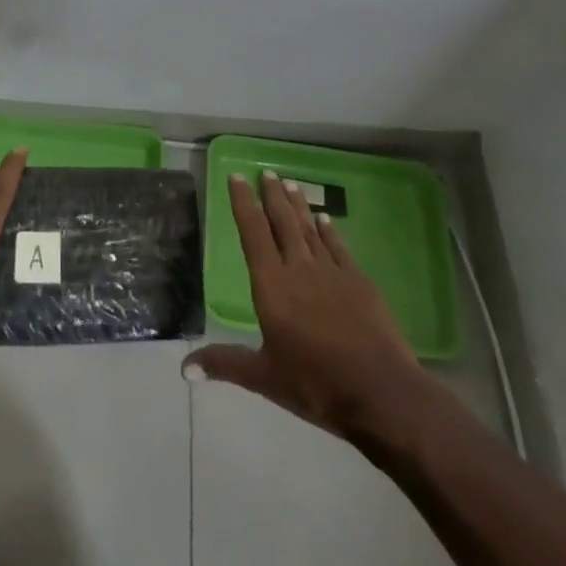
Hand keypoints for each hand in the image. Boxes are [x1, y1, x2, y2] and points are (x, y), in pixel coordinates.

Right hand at [183, 172, 432, 441]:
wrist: (380, 392)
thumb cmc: (315, 384)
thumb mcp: (265, 377)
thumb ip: (225, 364)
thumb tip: (184, 368)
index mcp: (272, 286)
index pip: (253, 233)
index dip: (244, 204)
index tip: (237, 178)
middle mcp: (299, 269)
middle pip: (283, 223)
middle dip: (272, 196)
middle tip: (266, 172)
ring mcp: (332, 273)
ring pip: (310, 229)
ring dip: (298, 206)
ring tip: (290, 183)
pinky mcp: (359, 283)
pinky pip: (338, 247)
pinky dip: (329, 230)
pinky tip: (325, 219)